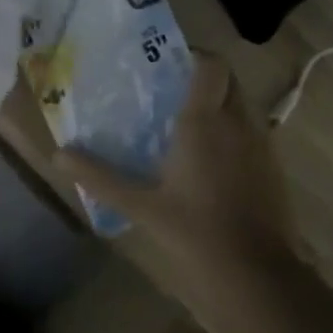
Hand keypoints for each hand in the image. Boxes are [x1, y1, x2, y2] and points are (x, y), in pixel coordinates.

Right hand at [58, 51, 300, 332]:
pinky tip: (211, 160)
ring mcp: (262, 144)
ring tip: (186, 123)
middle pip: (229, 80)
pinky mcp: (274, 168)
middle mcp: (238, 122)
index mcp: (205, 120)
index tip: (166, 63)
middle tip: (171, 92)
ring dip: (220, 105)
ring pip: (242, 106)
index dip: (193, 55)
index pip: (211, 64)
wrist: (258, 277)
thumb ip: (100, 177)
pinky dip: (234, 132)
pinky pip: (253, 133)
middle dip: (204, 78)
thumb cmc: (195, 232)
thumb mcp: (141, 206)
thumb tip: (58, 156)